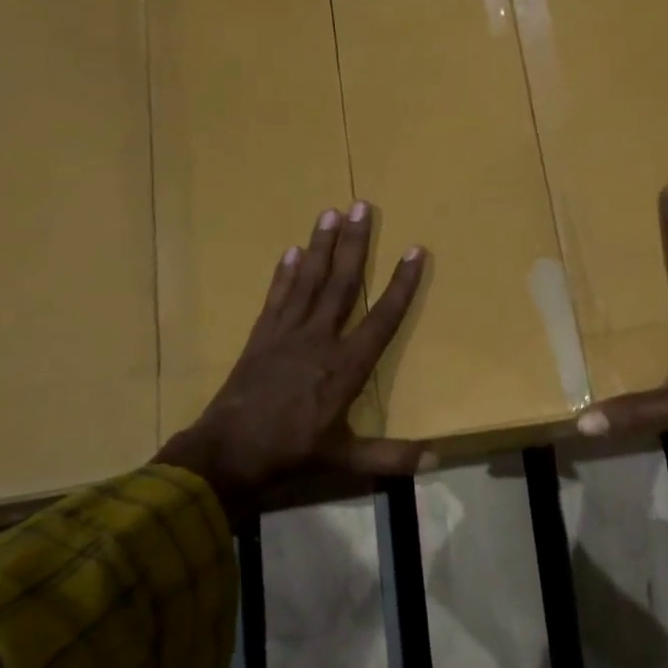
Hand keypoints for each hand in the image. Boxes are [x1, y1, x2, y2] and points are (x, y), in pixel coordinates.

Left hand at [155, 202, 426, 524]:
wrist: (227, 453)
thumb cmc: (291, 453)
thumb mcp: (347, 459)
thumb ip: (392, 457)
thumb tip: (439, 461)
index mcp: (345, 366)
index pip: (381, 318)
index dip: (400, 284)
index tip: (414, 250)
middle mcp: (318, 340)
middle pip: (341, 284)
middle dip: (355, 244)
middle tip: (362, 206)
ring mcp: (286, 335)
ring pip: (308, 281)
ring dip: (320, 246)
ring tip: (330, 212)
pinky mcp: (260, 337)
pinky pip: (276, 298)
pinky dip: (284, 274)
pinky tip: (290, 251)